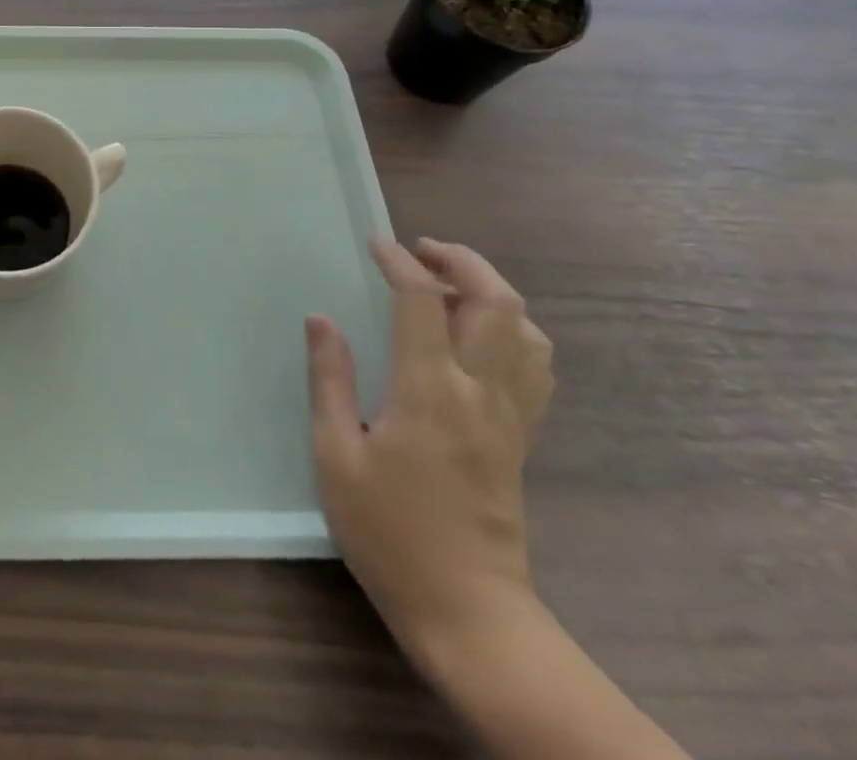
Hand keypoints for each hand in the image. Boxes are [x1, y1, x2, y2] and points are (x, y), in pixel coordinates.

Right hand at [306, 238, 553, 661]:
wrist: (470, 613)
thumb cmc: (390, 533)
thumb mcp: (337, 456)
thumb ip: (330, 381)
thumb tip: (321, 320)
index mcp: (430, 391)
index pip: (423, 301)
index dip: (399, 262)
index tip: (374, 243)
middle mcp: (482, 392)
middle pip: (497, 302)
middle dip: (463, 261)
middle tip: (422, 251)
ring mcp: (511, 416)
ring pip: (527, 331)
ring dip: (492, 292)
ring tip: (450, 286)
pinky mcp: (522, 438)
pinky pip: (534, 367)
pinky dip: (514, 332)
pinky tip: (481, 336)